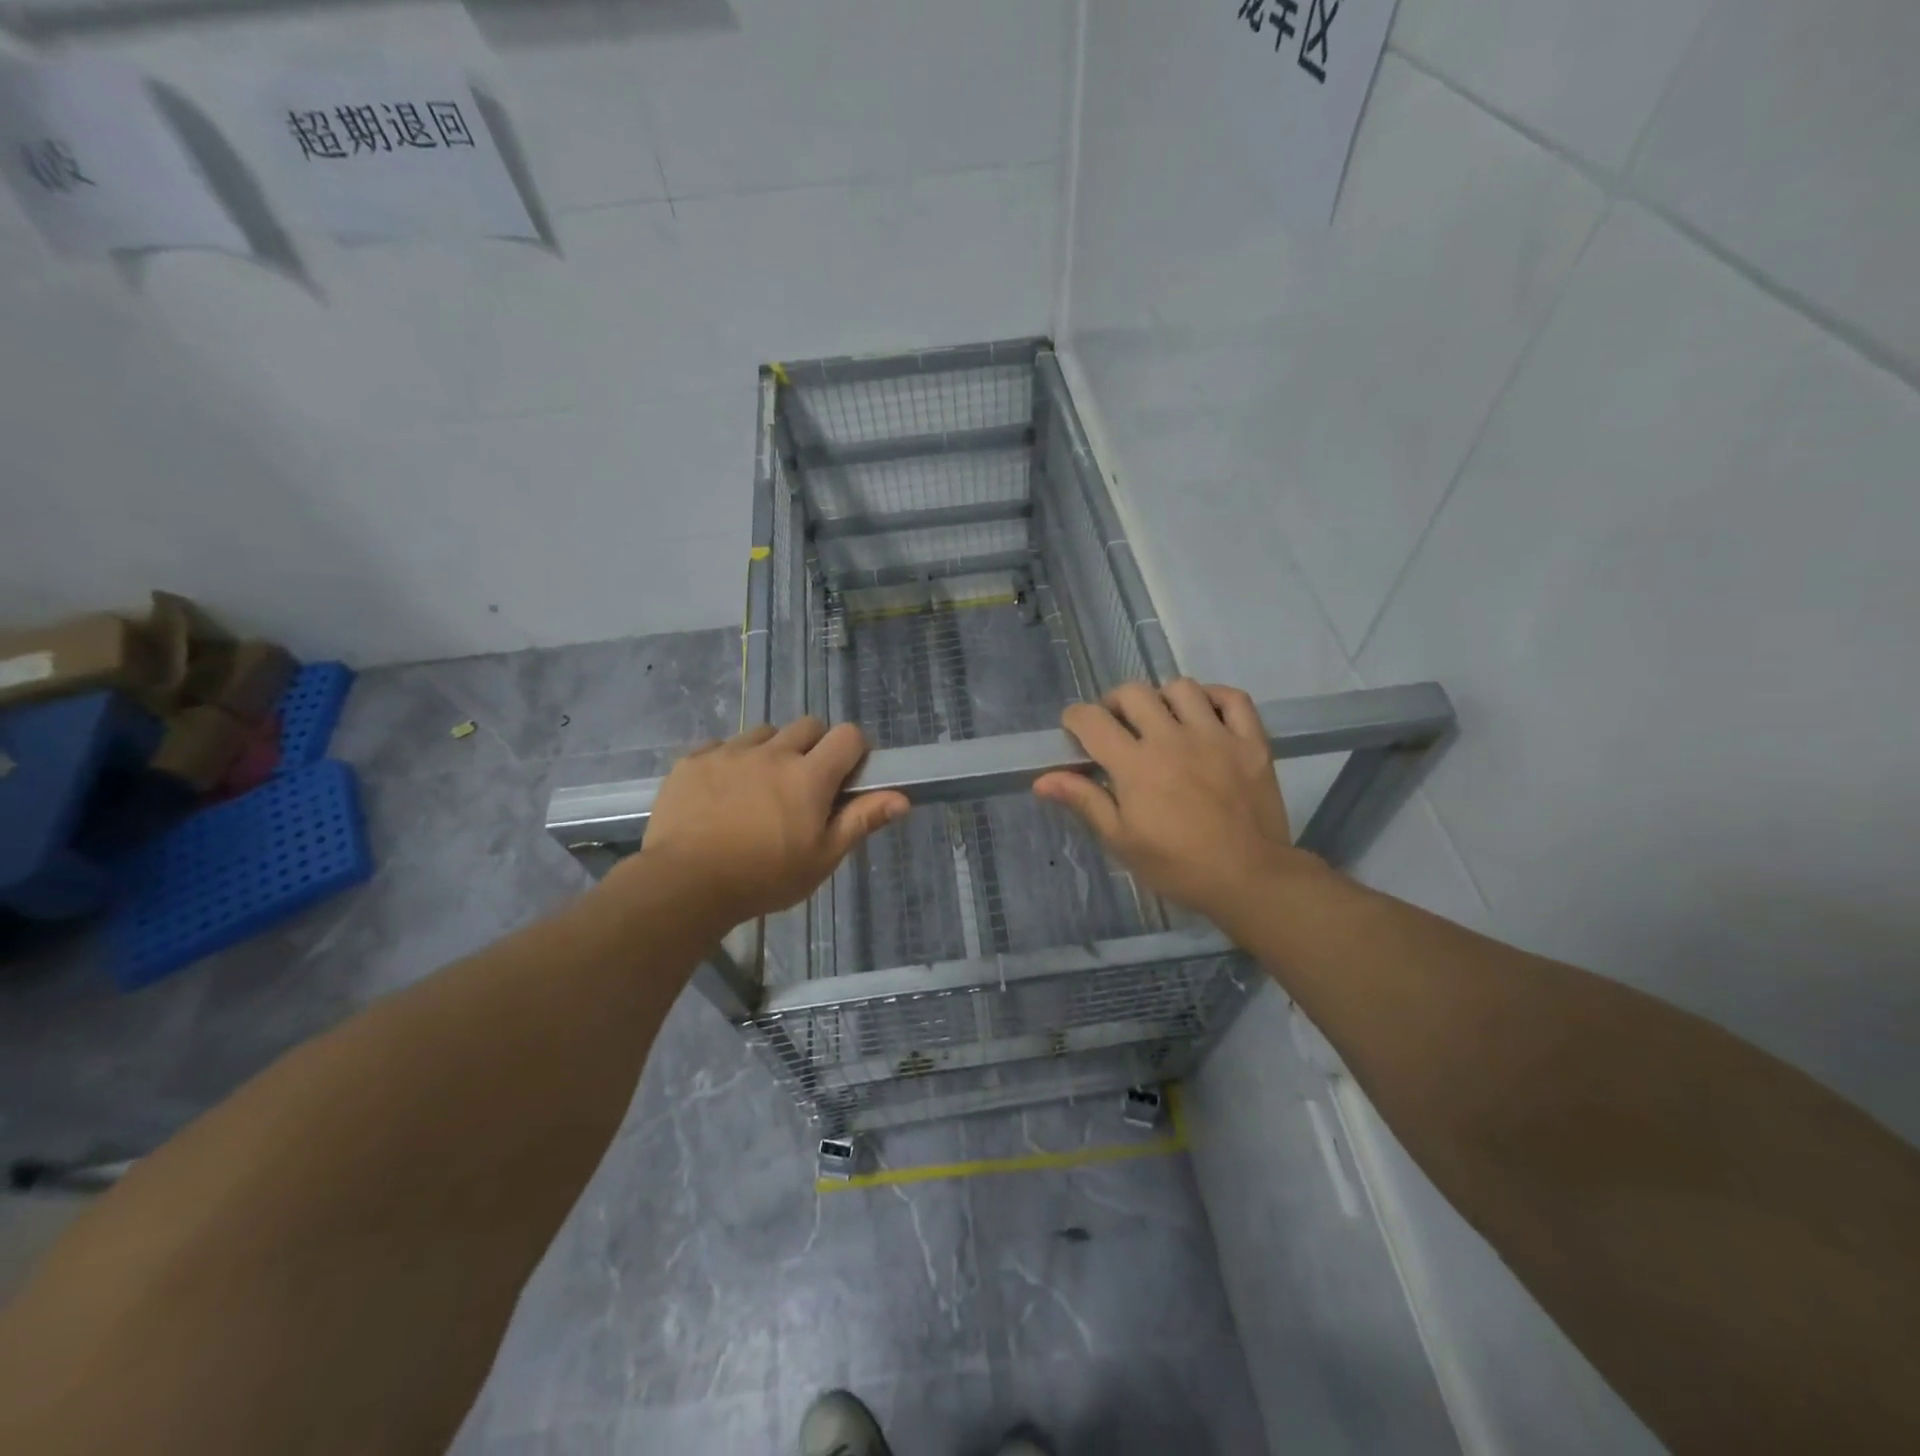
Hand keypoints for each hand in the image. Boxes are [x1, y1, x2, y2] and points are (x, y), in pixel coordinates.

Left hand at [634, 719, 908, 925]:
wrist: (683, 885)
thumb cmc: (763, 878)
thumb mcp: (821, 858)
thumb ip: (861, 821)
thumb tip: (903, 798)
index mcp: (809, 776)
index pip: (848, 735)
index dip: (855, 750)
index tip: (847, 776)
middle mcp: (772, 752)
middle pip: (808, 725)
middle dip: (815, 747)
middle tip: (805, 785)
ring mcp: (729, 752)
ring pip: (764, 734)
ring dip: (772, 752)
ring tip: (760, 789)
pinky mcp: (693, 760)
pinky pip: (722, 746)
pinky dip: (730, 762)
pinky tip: (722, 794)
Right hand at [1033, 680, 1325, 933]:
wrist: (1249, 878)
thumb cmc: (1177, 865)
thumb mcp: (1121, 840)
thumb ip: (1084, 801)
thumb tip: (1042, 780)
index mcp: (1135, 765)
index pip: (1092, 721)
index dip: (1075, 719)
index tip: (1075, 730)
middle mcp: (1172, 739)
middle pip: (1134, 693)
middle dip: (1115, 703)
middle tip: (1118, 726)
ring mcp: (1215, 736)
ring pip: (1182, 688)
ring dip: (1163, 698)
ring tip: (1162, 720)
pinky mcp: (1250, 742)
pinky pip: (1233, 699)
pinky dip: (1215, 698)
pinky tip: (1205, 713)